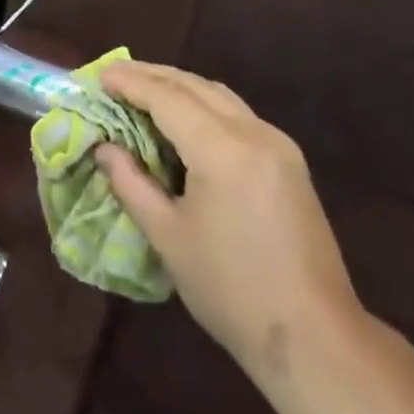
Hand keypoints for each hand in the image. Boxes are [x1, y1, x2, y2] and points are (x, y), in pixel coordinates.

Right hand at [96, 62, 362, 383]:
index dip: (130, 82)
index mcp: (223, 150)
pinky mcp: (289, 162)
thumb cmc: (231, 289)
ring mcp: (278, 145)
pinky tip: (184, 118)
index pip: (167, 97)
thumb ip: (131, 184)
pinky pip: (237, 114)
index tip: (99, 76)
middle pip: (195, 86)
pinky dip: (203, 104)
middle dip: (152, 76)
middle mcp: (254, 133)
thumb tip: (104, 148)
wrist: (314, 337)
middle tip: (114, 76)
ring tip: (143, 89)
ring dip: (179, 86)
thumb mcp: (168, 237)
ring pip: (219, 95)